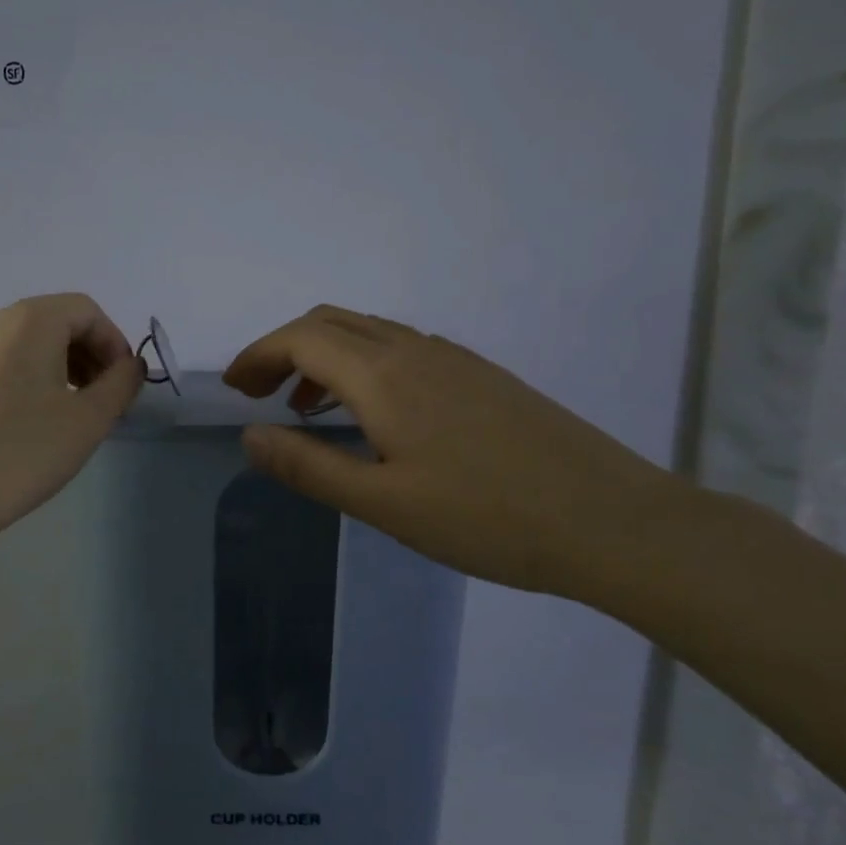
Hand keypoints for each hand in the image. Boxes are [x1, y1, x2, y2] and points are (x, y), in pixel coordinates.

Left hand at [0, 293, 142, 539]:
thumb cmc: (25, 450)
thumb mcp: (89, 419)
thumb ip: (121, 384)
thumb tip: (131, 365)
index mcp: (30, 320)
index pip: (86, 311)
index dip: (114, 343)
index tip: (122, 385)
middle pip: (55, 322)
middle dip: (88, 355)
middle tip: (102, 400)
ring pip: (26, 345)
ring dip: (59, 368)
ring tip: (69, 414)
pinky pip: (0, 366)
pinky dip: (27, 381)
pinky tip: (28, 426)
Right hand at [222, 305, 678, 597]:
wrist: (613, 522)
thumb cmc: (487, 518)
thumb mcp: (383, 504)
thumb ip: (309, 466)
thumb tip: (250, 436)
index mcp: (385, 375)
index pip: (301, 339)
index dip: (257, 355)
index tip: (232, 388)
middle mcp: (416, 350)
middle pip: (331, 322)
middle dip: (284, 348)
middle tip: (258, 393)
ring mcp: (455, 359)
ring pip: (369, 333)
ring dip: (324, 357)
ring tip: (306, 408)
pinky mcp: (481, 376)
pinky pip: (402, 350)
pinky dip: (363, 366)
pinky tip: (373, 416)